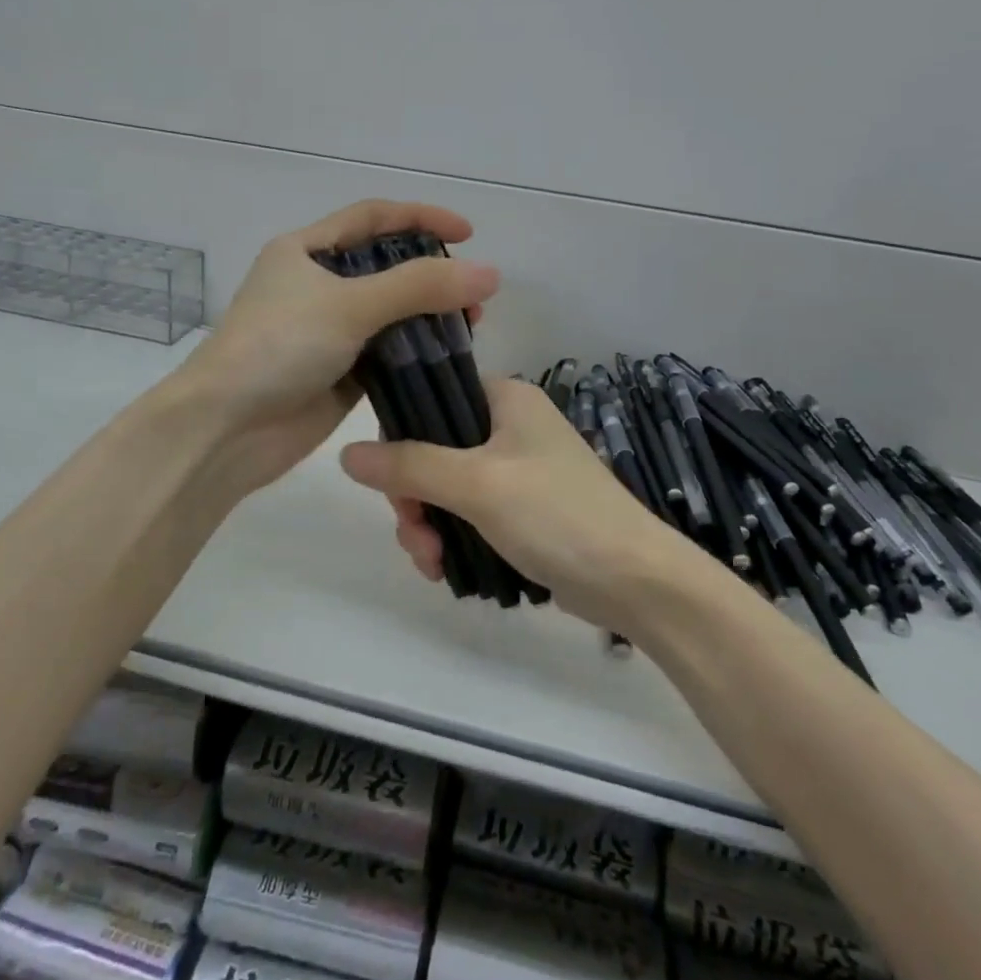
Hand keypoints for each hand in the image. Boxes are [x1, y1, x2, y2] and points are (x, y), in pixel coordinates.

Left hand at [181, 200, 498, 495]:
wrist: (226, 429)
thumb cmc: (278, 347)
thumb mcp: (349, 305)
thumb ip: (419, 286)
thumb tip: (490, 273)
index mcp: (305, 251)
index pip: (372, 218)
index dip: (420, 218)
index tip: (468, 233)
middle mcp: (317, 286)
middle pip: (386, 268)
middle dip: (431, 275)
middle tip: (474, 294)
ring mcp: (328, 333)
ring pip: (390, 314)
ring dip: (429, 317)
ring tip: (471, 327)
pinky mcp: (339, 374)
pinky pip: (387, 355)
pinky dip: (416, 354)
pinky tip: (448, 359)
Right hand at [339, 378, 681, 629]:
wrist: (635, 581)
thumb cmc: (557, 514)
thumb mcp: (477, 484)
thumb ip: (410, 465)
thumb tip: (346, 453)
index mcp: (506, 398)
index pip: (432, 398)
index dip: (402, 438)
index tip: (392, 483)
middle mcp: (510, 426)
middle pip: (433, 450)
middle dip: (414, 498)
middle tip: (416, 536)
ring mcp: (517, 471)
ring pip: (446, 488)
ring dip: (429, 525)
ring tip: (434, 564)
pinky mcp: (523, 511)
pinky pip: (468, 515)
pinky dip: (452, 538)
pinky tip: (446, 570)